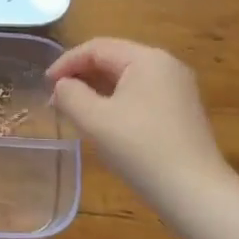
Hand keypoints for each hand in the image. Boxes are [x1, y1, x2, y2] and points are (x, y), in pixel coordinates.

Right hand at [47, 38, 232, 204]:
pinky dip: (116, 100)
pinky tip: (104, 121)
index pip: (97, 48)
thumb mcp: (94, 119)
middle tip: (56, 98)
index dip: (66, 62)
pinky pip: (141, 93)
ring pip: (127, 77)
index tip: (44, 84)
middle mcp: (166, 65)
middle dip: (81, 75)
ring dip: (97, 89)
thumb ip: (70, 94)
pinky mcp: (181, 110)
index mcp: (147, 59)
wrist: (193, 191)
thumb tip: (63, 85)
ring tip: (75, 110)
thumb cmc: (140, 149)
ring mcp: (178, 88)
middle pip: (114, 59)